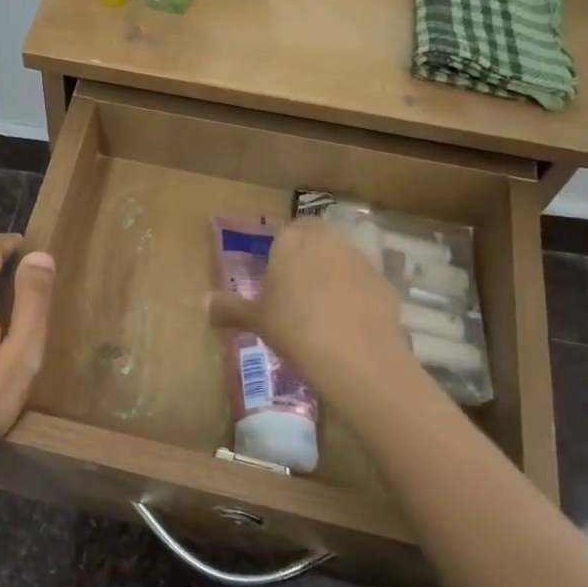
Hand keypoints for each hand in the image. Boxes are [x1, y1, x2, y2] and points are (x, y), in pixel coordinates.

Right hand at [206, 220, 417, 409]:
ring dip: (333, 273)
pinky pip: (363, 283)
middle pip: (316, 238)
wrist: (356, 354)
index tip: (275, 278)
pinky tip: (348, 323)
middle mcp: (327, 239)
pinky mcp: (384, 282)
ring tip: (322, 308)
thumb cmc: (294, 327)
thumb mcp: (256, 320)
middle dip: (308, 255)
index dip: (280, 252)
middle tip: (296, 289)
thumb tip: (203, 304)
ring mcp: (360, 259)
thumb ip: (229, 308)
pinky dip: (356, 295)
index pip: (284, 232)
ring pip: (342, 258)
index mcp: (291, 240)